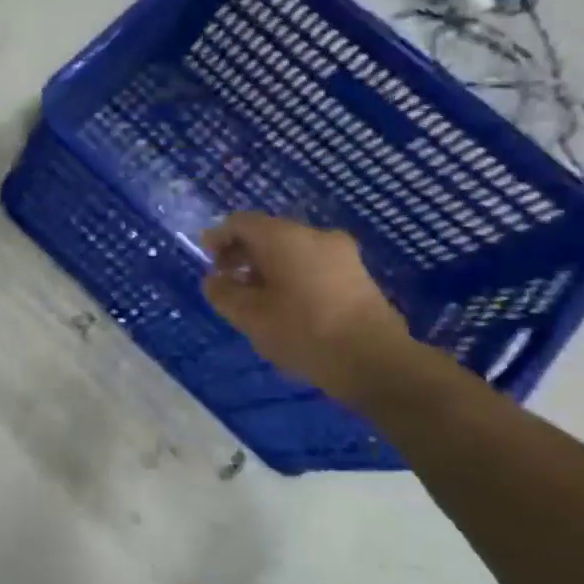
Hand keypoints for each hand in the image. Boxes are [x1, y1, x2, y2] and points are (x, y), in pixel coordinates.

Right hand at [199, 213, 413, 405]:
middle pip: (268, 234)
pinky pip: (313, 264)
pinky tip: (285, 304)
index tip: (208, 260)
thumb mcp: (248, 316)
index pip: (241, 222)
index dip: (219, 238)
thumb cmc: (303, 331)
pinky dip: (291, 275)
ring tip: (255, 298)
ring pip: (292, 250)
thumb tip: (215, 280)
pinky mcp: (358, 275)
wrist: (375, 361)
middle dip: (243, 254)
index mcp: (284, 237)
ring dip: (267, 267)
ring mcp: (342, 254)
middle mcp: (314, 235)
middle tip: (227, 280)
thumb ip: (223, 293)